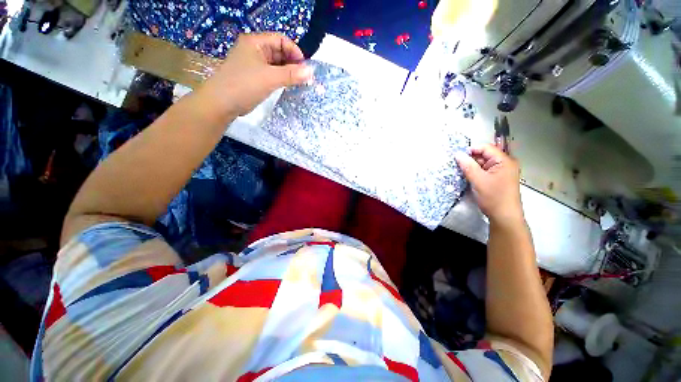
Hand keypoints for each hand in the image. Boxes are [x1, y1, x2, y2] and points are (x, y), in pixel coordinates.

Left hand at [198, 33, 312, 119]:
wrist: (222, 103)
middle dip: (292, 63)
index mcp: (255, 42)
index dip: (294, 51)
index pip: (281, 40)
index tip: (305, 67)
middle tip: (303, 78)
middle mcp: (255, 50)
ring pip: (276, 64)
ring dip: (288, 72)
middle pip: (279, 52)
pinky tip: (288, 86)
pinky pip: (272, 74)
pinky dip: (281, 79)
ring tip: (298, 83)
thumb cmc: (245, 85)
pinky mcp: (254, 77)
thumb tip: (311, 72)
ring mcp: (254, 64)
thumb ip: (291, 74)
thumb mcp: (270, 78)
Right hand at [454, 144, 523, 225]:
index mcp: (504, 161)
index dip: (471, 150)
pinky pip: (484, 171)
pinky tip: (467, 177)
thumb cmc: (493, 197)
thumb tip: (457, 154)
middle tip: (456, 165)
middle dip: (470, 159)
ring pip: (483, 164)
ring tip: (460, 172)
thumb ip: (467, 166)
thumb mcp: (478, 180)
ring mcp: (501, 172)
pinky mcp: (497, 179)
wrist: (504, 217)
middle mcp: (504, 164)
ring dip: (471, 167)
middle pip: (484, 155)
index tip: (457, 157)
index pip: (486, 148)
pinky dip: (475, 173)